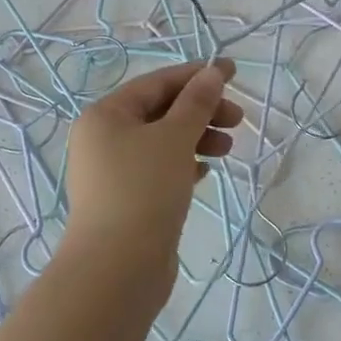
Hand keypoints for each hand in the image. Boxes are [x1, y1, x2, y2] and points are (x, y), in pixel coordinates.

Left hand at [63, 60, 242, 270]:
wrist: (118, 267)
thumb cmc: (144, 190)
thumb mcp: (175, 138)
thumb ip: (197, 102)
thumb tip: (213, 72)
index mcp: (105, 115)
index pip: (156, 83)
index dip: (196, 76)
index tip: (232, 74)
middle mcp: (103, 139)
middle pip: (160, 112)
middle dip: (201, 111)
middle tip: (237, 119)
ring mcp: (113, 172)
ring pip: (162, 142)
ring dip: (197, 138)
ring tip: (227, 148)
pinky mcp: (127, 200)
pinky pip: (159, 170)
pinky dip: (184, 164)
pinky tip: (205, 171)